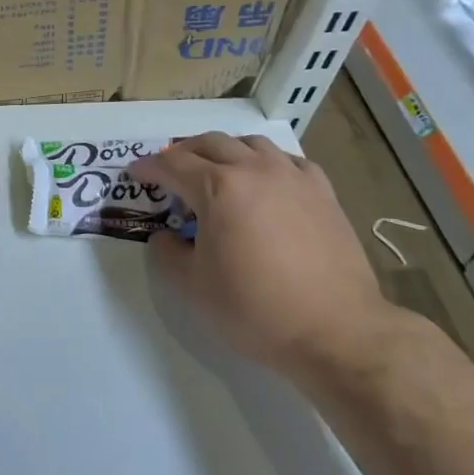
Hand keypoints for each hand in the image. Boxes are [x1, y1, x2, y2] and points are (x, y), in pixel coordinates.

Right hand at [130, 133, 396, 378]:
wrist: (337, 331)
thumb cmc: (256, 309)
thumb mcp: (194, 287)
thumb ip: (168, 254)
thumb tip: (166, 237)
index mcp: (217, 187)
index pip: (172, 165)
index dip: (149, 168)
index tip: (136, 174)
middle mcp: (253, 169)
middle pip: (209, 143)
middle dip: (183, 153)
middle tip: (171, 171)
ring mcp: (292, 176)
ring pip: (250, 143)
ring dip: (224, 150)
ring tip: (217, 169)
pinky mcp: (322, 192)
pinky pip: (287, 160)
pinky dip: (266, 162)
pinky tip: (265, 181)